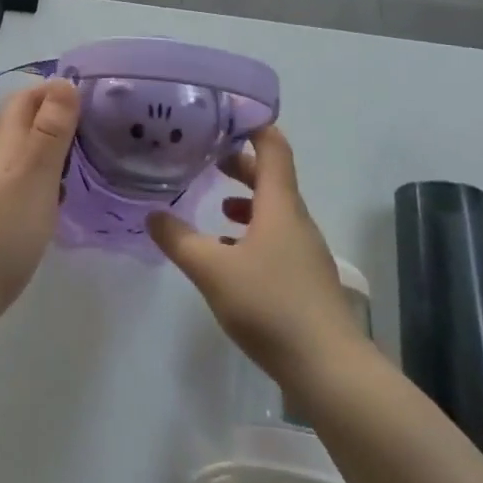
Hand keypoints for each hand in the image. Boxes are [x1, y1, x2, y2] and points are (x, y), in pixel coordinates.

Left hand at [0, 77, 78, 344]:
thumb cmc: (1, 230)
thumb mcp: (34, 175)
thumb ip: (49, 130)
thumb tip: (63, 82)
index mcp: (3, 141)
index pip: (26, 98)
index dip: (55, 89)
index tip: (95, 93)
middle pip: (22, 121)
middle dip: (56, 113)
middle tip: (101, 123)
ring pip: (22, 151)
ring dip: (51, 144)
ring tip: (90, 152)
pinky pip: (22, 179)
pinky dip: (44, 174)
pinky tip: (61, 191)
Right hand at [147, 126, 364, 385]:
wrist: (330, 370)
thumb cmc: (271, 306)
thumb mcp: (212, 270)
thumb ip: (179, 240)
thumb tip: (152, 215)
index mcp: (280, 206)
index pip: (273, 147)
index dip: (253, 124)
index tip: (225, 112)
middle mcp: (296, 221)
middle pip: (272, 177)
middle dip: (241, 162)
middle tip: (207, 154)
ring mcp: (304, 251)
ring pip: (273, 210)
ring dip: (246, 199)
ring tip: (214, 201)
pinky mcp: (304, 279)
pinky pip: (275, 239)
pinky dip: (251, 232)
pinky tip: (228, 253)